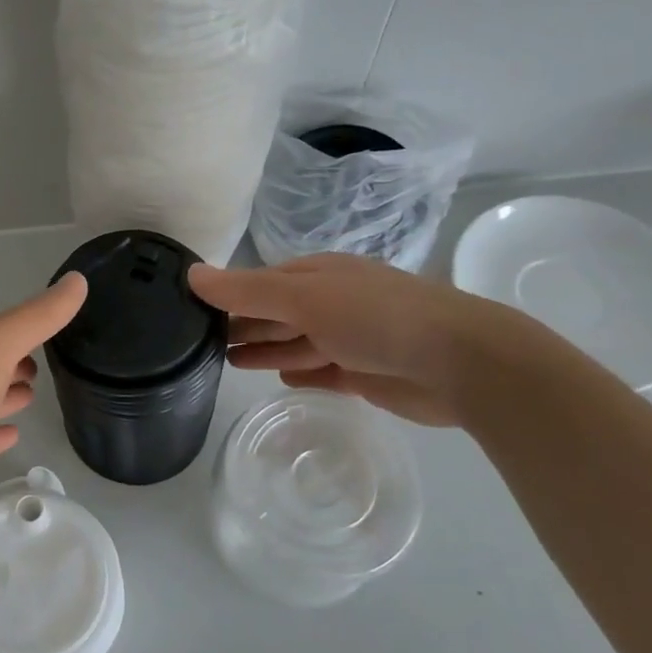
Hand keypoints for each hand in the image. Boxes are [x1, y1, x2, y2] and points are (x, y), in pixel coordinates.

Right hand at [188, 253, 510, 427]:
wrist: (460, 363)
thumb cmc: (375, 317)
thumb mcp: (303, 296)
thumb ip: (246, 289)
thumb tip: (191, 273)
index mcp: (320, 275)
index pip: (263, 282)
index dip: (230, 294)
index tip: (194, 310)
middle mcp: (333, 303)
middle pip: (278, 313)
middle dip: (245, 323)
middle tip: (203, 340)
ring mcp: (351, 339)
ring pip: (297, 342)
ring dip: (266, 349)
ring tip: (230, 361)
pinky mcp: (366, 374)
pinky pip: (322, 371)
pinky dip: (301, 372)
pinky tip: (281, 379)